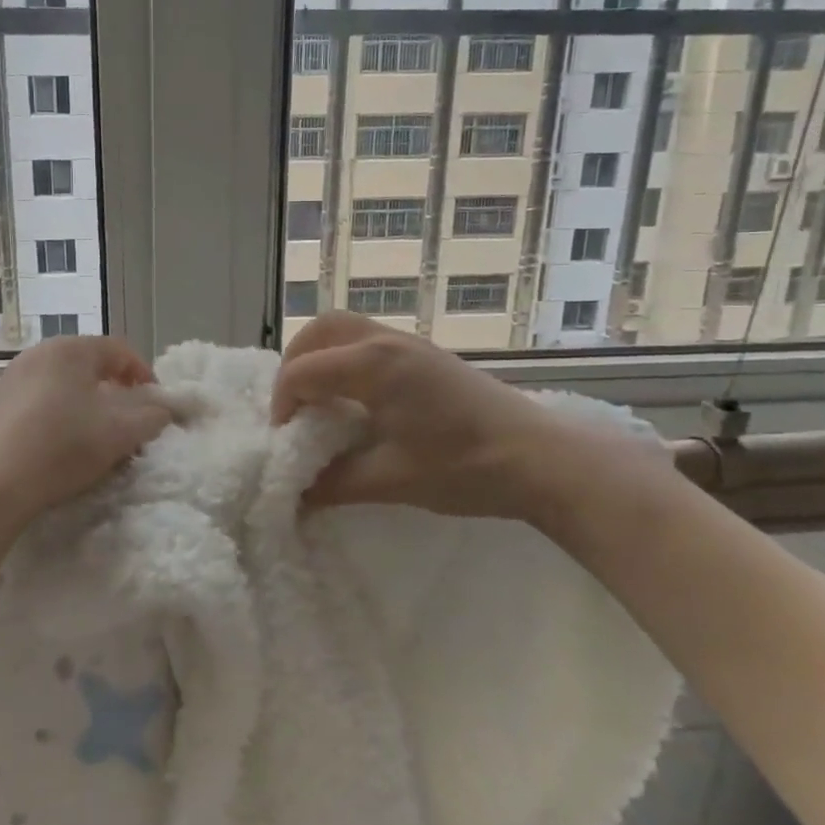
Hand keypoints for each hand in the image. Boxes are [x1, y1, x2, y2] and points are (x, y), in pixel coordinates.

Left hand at [0, 336, 172, 525]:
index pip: (119, 350)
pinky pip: (33, 405)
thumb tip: (163, 409)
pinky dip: (52, 418)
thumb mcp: (121, 433)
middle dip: (113, 391)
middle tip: (127, 421)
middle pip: (87, 366)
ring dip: (82, 405)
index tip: (155, 404)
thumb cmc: (63, 447)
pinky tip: (53, 448)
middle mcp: (37, 354)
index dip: (144, 375)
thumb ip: (152, 416)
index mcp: (71, 349)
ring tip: (91, 437)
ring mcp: (8, 379)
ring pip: (59, 385)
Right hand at [271, 312, 662, 523]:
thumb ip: (334, 483)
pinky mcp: (425, 354)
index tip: (286, 439)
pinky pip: (368, 339)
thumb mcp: (392, 480)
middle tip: (294, 408)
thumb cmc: (465, 467)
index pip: (303, 371)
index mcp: (373, 365)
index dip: (283, 404)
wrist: (541, 458)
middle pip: (319, 331)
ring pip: (345, 328)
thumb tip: (293, 497)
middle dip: (294, 364)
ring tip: (319, 399)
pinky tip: (355, 397)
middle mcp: (386, 341)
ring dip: (320, 356)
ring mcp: (409, 343)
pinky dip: (344, 357)